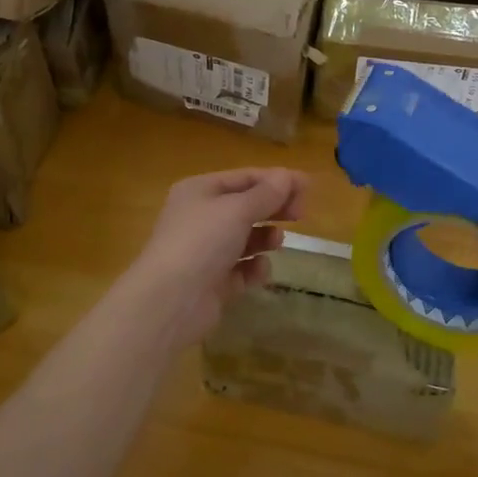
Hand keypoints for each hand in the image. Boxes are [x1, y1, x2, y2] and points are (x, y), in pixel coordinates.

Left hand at [123, 169, 306, 345]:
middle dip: (273, 208)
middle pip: (245, 206)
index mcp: (199, 191)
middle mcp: (200, 217)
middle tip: (300, 214)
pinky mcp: (212, 282)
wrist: (170, 300)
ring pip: (244, 238)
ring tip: (278, 240)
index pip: (243, 178)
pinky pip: (240, 269)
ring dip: (264, 237)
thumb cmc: (202, 241)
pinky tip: (259, 269)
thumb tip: (287, 176)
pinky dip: (253, 268)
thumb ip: (266, 194)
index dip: (276, 180)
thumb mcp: (237, 210)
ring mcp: (204, 251)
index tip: (307, 186)